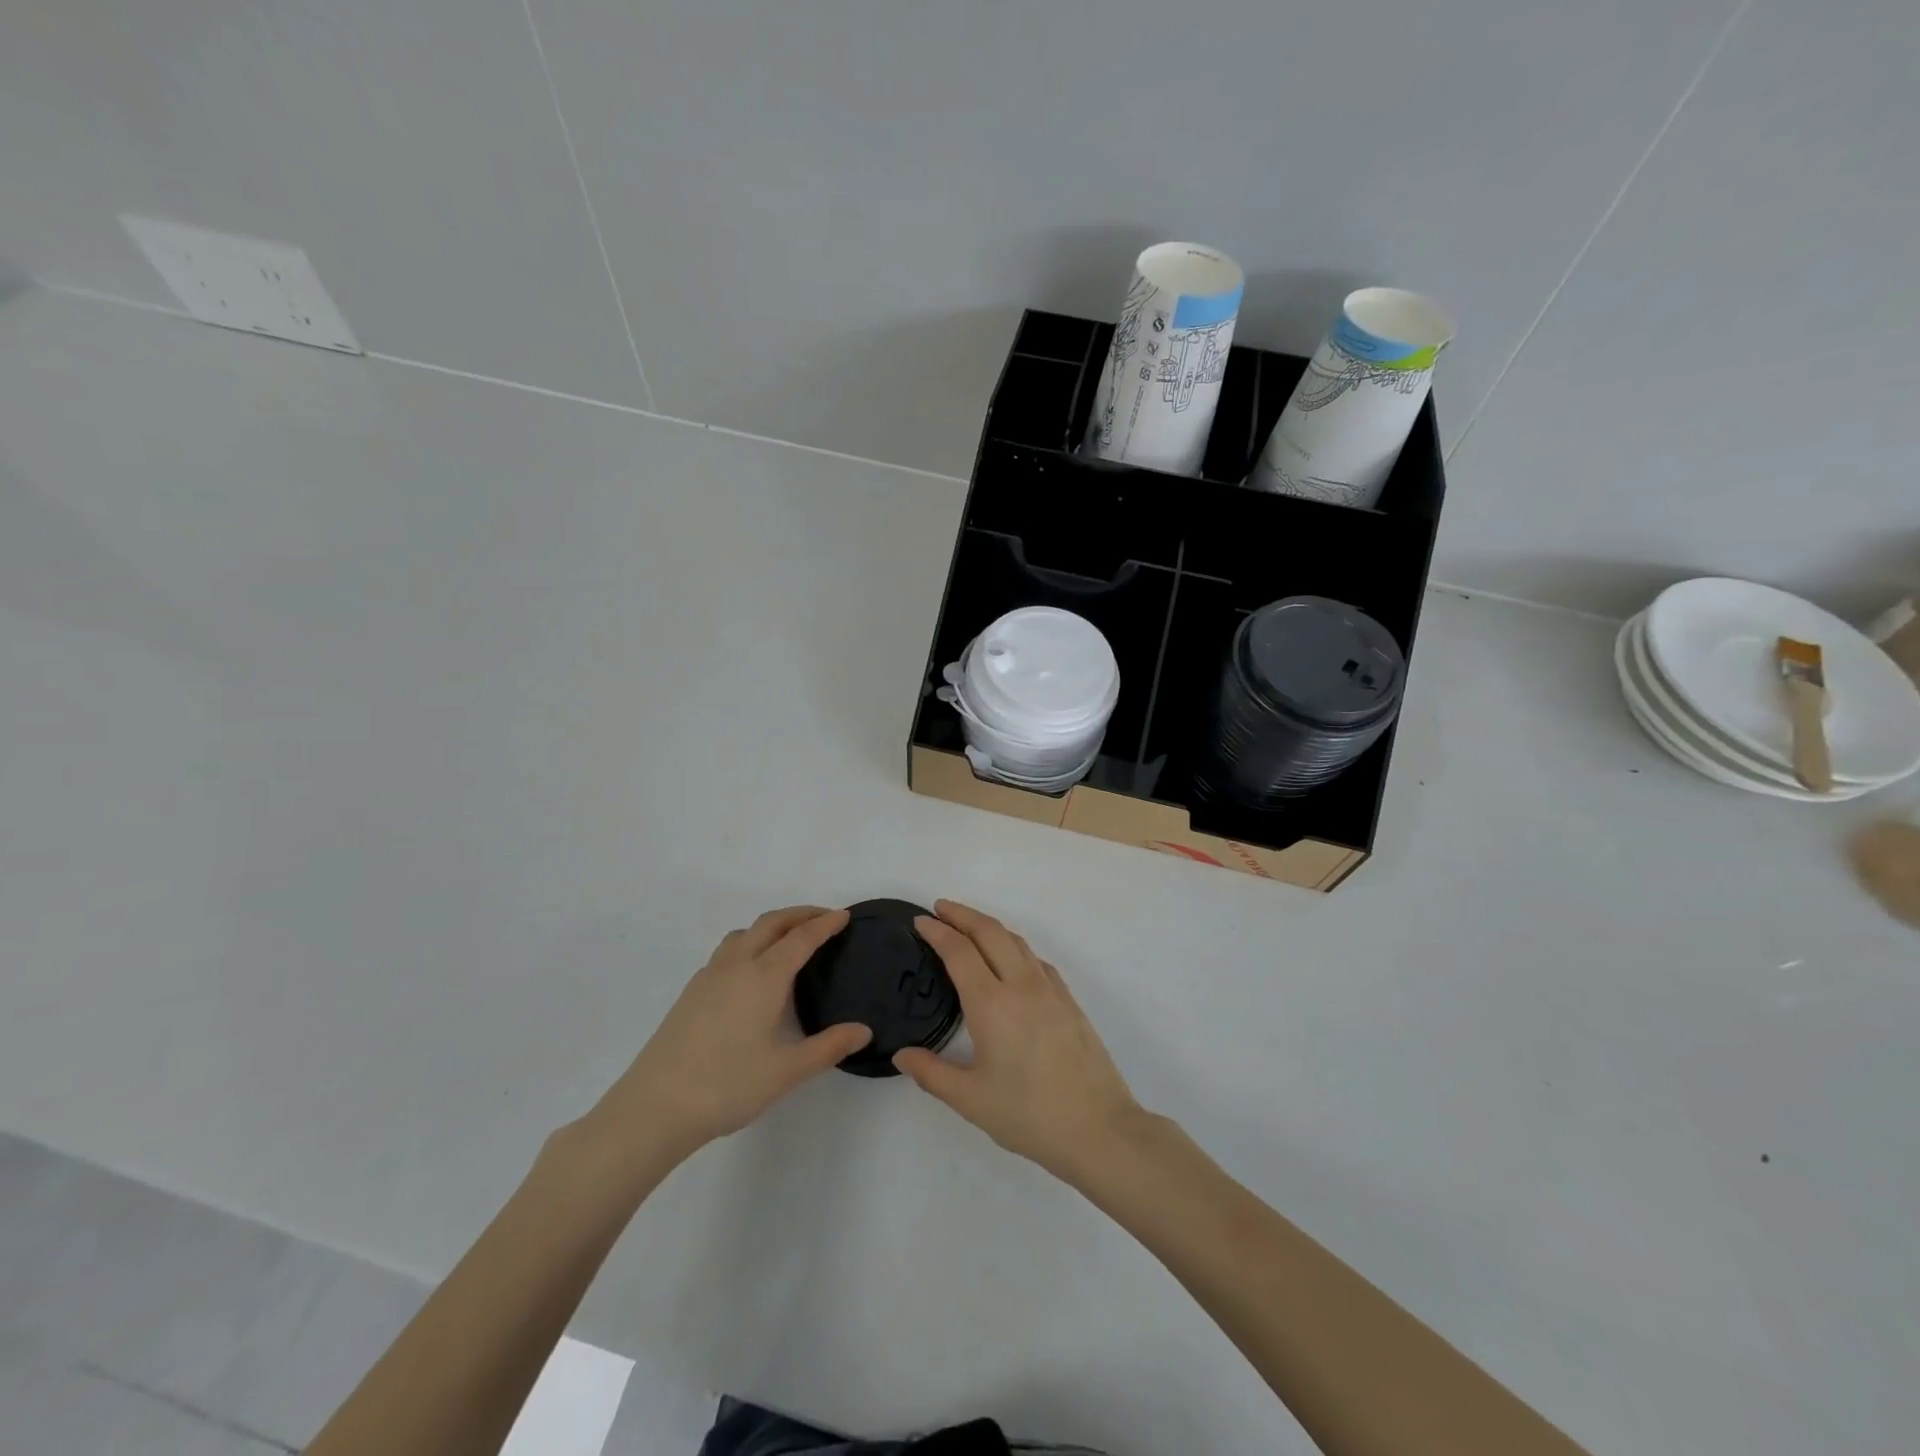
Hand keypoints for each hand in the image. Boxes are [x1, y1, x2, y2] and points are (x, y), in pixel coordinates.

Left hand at [591, 906, 870, 1159]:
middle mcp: (737, 965)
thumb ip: (828, 1047)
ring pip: (744, 933)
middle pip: (771, 923)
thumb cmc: (728, 1085)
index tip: (844, 916)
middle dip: (800, 914)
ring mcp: (709, 976)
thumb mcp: (787, 1071)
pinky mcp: (691, 992)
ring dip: (771, 926)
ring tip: (789, 940)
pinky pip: (727, 951)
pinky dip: (749, 943)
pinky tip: (751, 973)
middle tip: (824, 918)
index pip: (801, 938)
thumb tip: (863, 1030)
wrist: (655, 1107)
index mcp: (764, 977)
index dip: (825, 924)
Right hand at [894, 900, 1142, 1179]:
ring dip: (989, 926)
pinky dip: (1015, 947)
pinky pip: (1036, 960)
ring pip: (1016, 941)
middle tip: (940, 908)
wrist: (1099, 1128)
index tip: (920, 921)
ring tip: (970, 927)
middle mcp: (1021, 986)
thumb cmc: (1029, 1115)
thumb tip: (902, 1055)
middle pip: (990, 932)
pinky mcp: (1069, 1001)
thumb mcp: (970, 1100)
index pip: (959, 952)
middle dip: (962, 914)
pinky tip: (1011, 961)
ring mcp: (1050, 990)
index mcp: (992, 1004)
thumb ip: (932, 1073)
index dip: (937, 932)